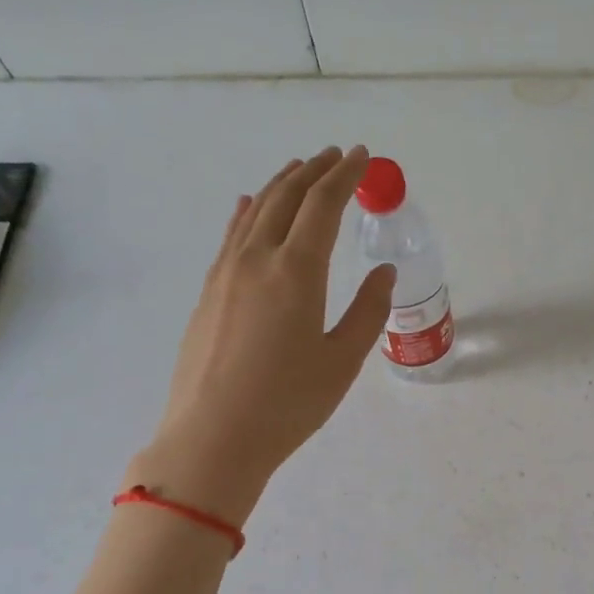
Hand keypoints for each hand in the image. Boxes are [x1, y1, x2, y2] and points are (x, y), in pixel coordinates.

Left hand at [125, 147, 394, 524]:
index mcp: (297, 272)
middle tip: (338, 155)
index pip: (323, 205)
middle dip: (315, 171)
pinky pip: (232, 235)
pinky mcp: (208, 293)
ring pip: (256, 211)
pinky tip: (251, 205)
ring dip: (282, 185)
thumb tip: (385, 272)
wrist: (213, 438)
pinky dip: (249, 212)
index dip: (346, 176)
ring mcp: (225, 274)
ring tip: (301, 170)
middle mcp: (257, 260)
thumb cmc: (288, 404)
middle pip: (287, 198)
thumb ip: (368, 311)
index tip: (363, 157)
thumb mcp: (342, 361)